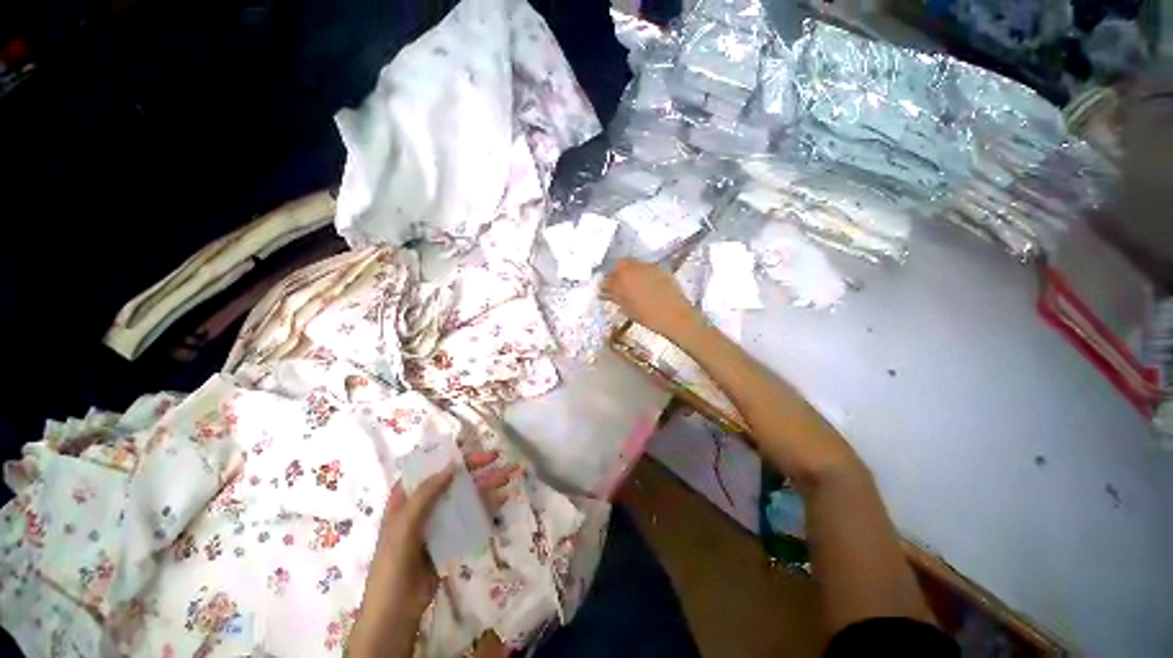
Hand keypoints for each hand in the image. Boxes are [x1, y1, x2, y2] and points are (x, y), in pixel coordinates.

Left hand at [348, 451, 518, 657]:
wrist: (396, 610)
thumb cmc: (393, 562)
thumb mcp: (404, 524)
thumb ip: (427, 493)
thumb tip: (452, 465)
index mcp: (406, 497)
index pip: (432, 467)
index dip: (455, 456)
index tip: (478, 453)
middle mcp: (424, 505)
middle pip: (453, 480)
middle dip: (478, 469)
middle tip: (501, 460)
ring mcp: (438, 522)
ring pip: (465, 497)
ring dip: (486, 486)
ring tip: (509, 477)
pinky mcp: (450, 537)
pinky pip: (469, 517)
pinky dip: (486, 508)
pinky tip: (502, 502)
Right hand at [602, 258, 703, 340]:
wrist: (674, 316)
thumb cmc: (647, 315)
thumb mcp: (626, 307)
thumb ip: (614, 296)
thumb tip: (605, 290)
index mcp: (623, 275)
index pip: (609, 275)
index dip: (606, 282)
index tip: (606, 290)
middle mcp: (636, 266)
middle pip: (622, 264)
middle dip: (618, 273)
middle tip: (619, 286)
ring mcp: (650, 267)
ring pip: (635, 265)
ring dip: (631, 273)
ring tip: (633, 287)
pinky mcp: (661, 270)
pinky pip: (647, 269)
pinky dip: (643, 275)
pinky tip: (646, 287)